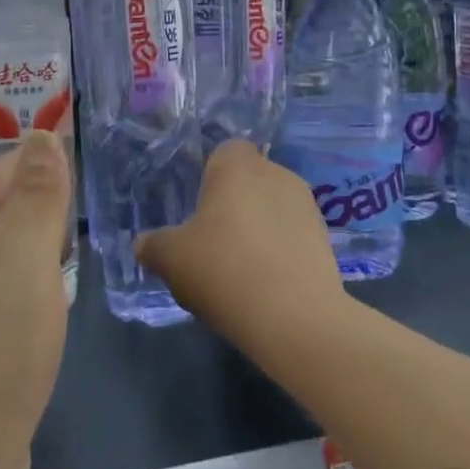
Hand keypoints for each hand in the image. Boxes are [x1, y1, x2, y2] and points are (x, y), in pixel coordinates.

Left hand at [0, 130, 70, 468]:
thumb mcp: (26, 252)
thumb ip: (37, 191)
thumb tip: (39, 132)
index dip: (40, 163)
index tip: (83, 171)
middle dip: (37, 208)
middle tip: (83, 218)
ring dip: (31, 254)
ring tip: (69, 261)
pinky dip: (21, 296)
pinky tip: (41, 317)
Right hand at [135, 140, 344, 349]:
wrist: (294, 317)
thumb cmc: (223, 269)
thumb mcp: (171, 259)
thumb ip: (153, 245)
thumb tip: (143, 244)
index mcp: (238, 165)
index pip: (225, 151)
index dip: (210, 175)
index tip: (197, 209)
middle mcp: (277, 174)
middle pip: (250, 180)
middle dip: (234, 204)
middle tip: (212, 240)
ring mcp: (307, 206)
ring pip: (273, 207)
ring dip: (258, 227)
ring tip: (240, 267)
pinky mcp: (326, 239)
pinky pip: (292, 235)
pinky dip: (279, 250)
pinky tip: (265, 282)